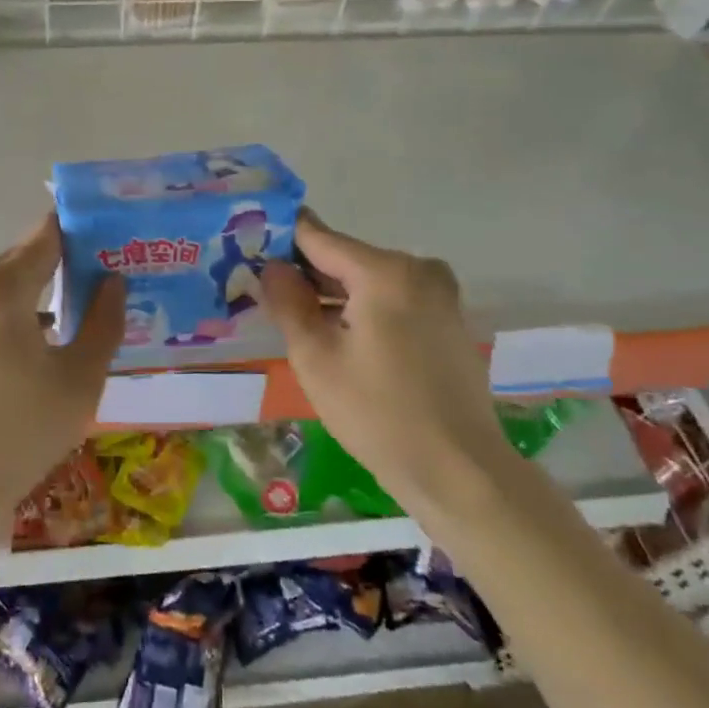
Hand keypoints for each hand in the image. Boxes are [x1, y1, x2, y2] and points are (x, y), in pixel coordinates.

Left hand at [0, 213, 124, 545]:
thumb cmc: (16, 435)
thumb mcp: (79, 382)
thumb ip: (104, 322)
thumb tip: (112, 281)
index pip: (46, 236)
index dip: (79, 234)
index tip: (106, 245)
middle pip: (18, 264)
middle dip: (54, 276)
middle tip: (90, 300)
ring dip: (24, 305)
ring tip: (55, 341)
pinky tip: (13, 366)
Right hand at [261, 213, 513, 523]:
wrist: (459, 470)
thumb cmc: (377, 413)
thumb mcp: (316, 359)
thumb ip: (289, 303)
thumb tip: (273, 267)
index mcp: (385, 271)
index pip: (319, 237)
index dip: (282, 240)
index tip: (250, 247)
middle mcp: (418, 268)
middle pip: (346, 258)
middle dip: (307, 274)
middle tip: (267, 296)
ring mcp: (440, 293)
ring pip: (369, 280)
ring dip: (334, 295)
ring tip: (296, 320)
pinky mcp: (448, 318)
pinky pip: (393, 298)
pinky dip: (363, 309)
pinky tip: (340, 339)